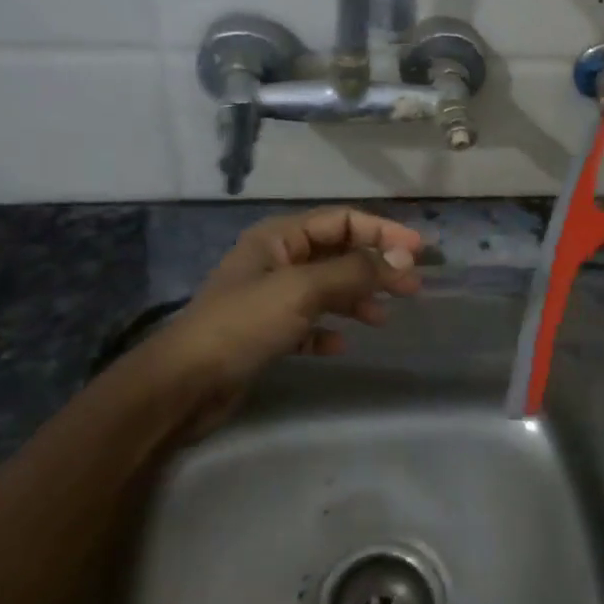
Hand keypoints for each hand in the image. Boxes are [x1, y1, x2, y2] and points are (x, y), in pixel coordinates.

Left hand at [123, 207, 423, 436]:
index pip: (342, 220)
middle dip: (375, 268)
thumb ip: (354, 271)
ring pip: (326, 289)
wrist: (184, 384)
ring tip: (382, 319)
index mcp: (279, 237)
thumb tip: (403, 259)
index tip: (419, 252)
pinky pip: (308, 323)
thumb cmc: (244, 324)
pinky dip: (328, 329)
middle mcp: (276, 260)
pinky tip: (341, 345)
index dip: (383, 232)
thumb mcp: (303, 289)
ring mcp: (269, 297)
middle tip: (412, 288)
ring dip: (356, 299)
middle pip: (337, 254)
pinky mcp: (266, 332)